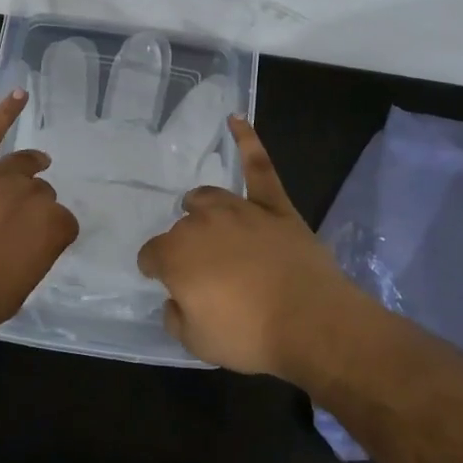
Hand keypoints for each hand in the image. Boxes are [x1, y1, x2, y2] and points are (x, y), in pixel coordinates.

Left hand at [0, 90, 79, 336]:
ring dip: (31, 165)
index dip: (52, 234)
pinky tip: (19, 94)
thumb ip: (32, 260)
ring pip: (22, 164)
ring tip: (38, 163)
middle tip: (18, 224)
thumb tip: (30, 247)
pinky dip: (5, 112)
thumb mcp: (17, 292)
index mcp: (51, 228)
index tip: (39, 244)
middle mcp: (30, 195)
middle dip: (35, 205)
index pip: (64, 224)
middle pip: (42, 192)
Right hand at [136, 117, 366, 376]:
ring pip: (208, 198)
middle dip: (184, 247)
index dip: (155, 270)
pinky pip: (258, 167)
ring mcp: (239, 209)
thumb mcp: (197, 343)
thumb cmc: (249, 335)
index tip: (164, 282)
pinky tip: (236, 119)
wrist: (311, 321)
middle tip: (201, 272)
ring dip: (201, 208)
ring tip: (202, 215)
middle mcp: (201, 223)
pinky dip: (247, 141)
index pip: (152, 256)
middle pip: (181, 228)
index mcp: (176, 255)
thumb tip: (174, 300)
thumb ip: (175, 317)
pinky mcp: (274, 206)